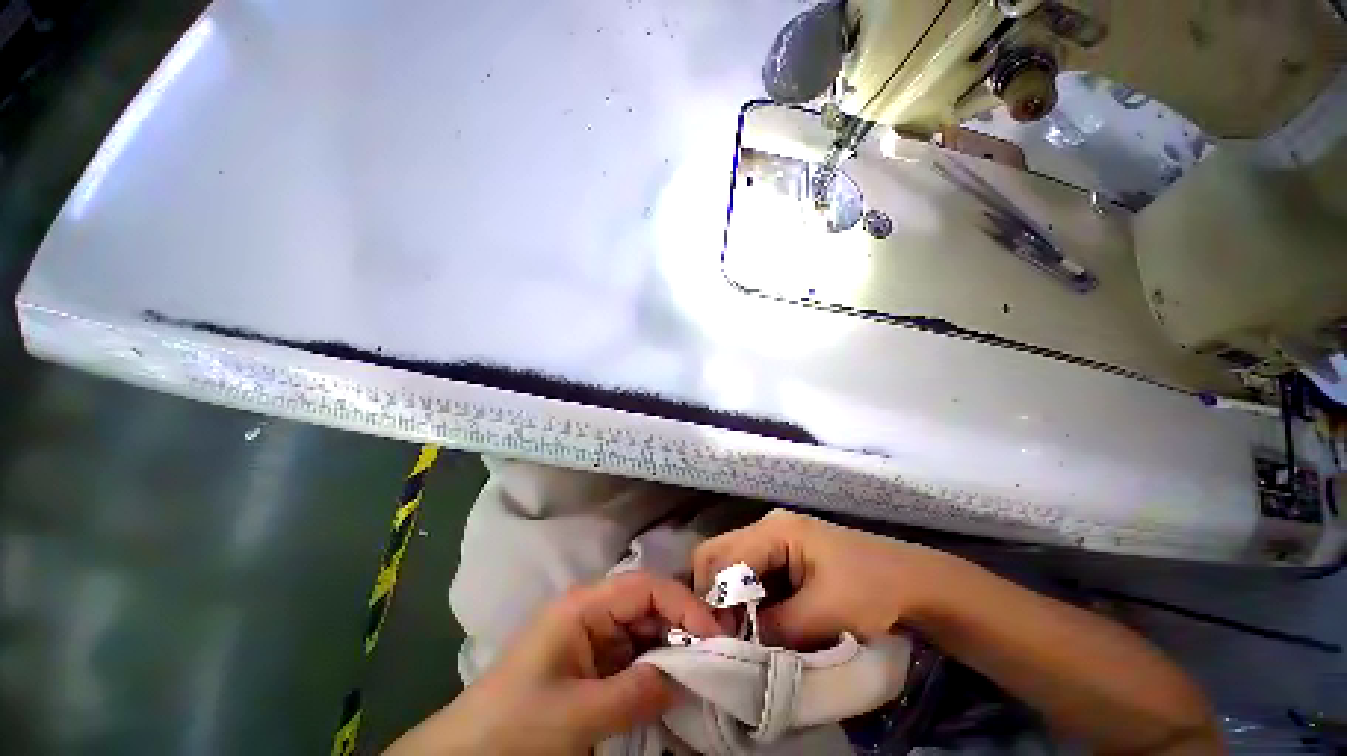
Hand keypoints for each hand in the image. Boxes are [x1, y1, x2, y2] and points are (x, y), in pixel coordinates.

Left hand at [385, 571, 722, 755]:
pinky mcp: (589, 674)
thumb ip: (644, 690)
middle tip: (722, 665)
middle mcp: (585, 620)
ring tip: (704, 681)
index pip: (646, 587)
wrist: (477, 749)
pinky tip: (675, 695)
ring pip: (646, 638)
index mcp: (578, 611)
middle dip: (687, 632)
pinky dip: (659, 676)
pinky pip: (635, 665)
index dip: (687, 607)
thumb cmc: (522, 720)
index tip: (719, 643)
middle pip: (650, 609)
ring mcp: (587, 648)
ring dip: (676, 656)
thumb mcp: (585, 710)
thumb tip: (695, 674)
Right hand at [694, 510, 943, 646]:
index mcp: (776, 530)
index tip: (716, 640)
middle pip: (718, 560)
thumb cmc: (873, 592)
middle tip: (722, 636)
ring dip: (732, 605)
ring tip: (739, 637)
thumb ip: (767, 630)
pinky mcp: (794, 562)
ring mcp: (784, 543)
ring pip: (735, 572)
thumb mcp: (817, 616)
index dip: (711, 602)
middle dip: (715, 599)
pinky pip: (756, 580)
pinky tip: (759, 628)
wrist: (920, 587)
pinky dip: (750, 605)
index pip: (717, 562)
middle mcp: (772, 528)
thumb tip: (729, 645)